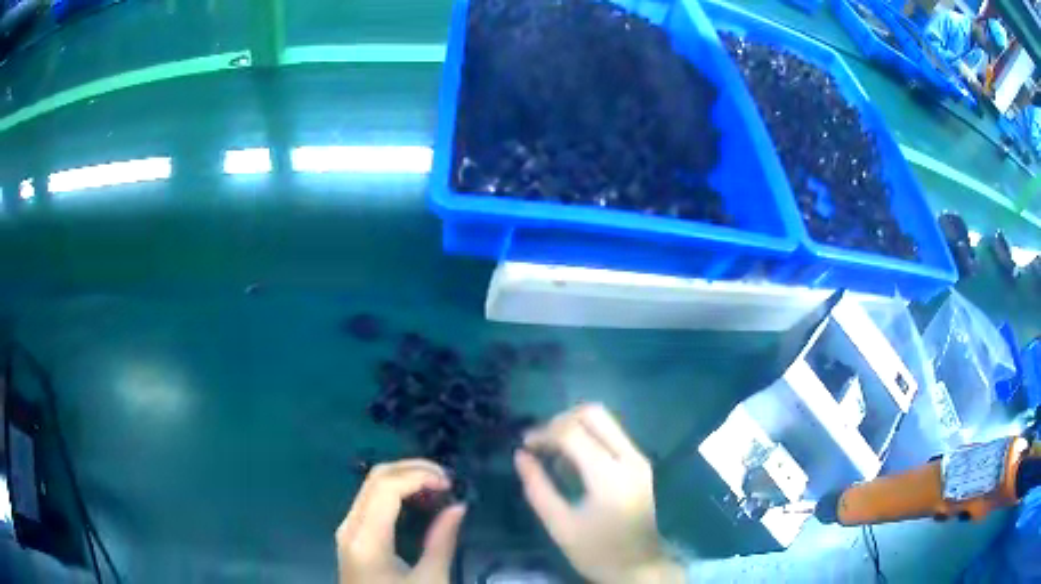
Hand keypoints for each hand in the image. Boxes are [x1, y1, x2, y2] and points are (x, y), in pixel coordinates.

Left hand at [336, 459, 466, 583]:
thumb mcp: (430, 580)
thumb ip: (443, 541)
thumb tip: (459, 506)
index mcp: (367, 539)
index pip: (386, 487)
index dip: (419, 475)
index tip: (450, 482)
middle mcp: (350, 526)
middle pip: (375, 478)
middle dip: (413, 469)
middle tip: (447, 479)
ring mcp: (347, 529)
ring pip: (370, 485)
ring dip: (404, 478)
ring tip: (438, 487)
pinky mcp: (351, 535)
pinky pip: (370, 500)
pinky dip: (395, 491)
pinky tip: (418, 500)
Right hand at [513, 404, 684, 583]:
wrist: (639, 566)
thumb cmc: (597, 550)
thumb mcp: (559, 525)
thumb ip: (537, 487)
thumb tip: (520, 455)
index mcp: (609, 475)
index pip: (572, 432)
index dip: (543, 433)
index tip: (524, 446)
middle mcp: (629, 457)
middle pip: (594, 413)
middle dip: (560, 420)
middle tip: (539, 443)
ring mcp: (638, 458)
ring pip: (605, 420)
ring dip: (574, 426)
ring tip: (551, 450)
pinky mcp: (640, 464)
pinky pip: (612, 434)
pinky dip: (587, 436)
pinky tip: (571, 459)